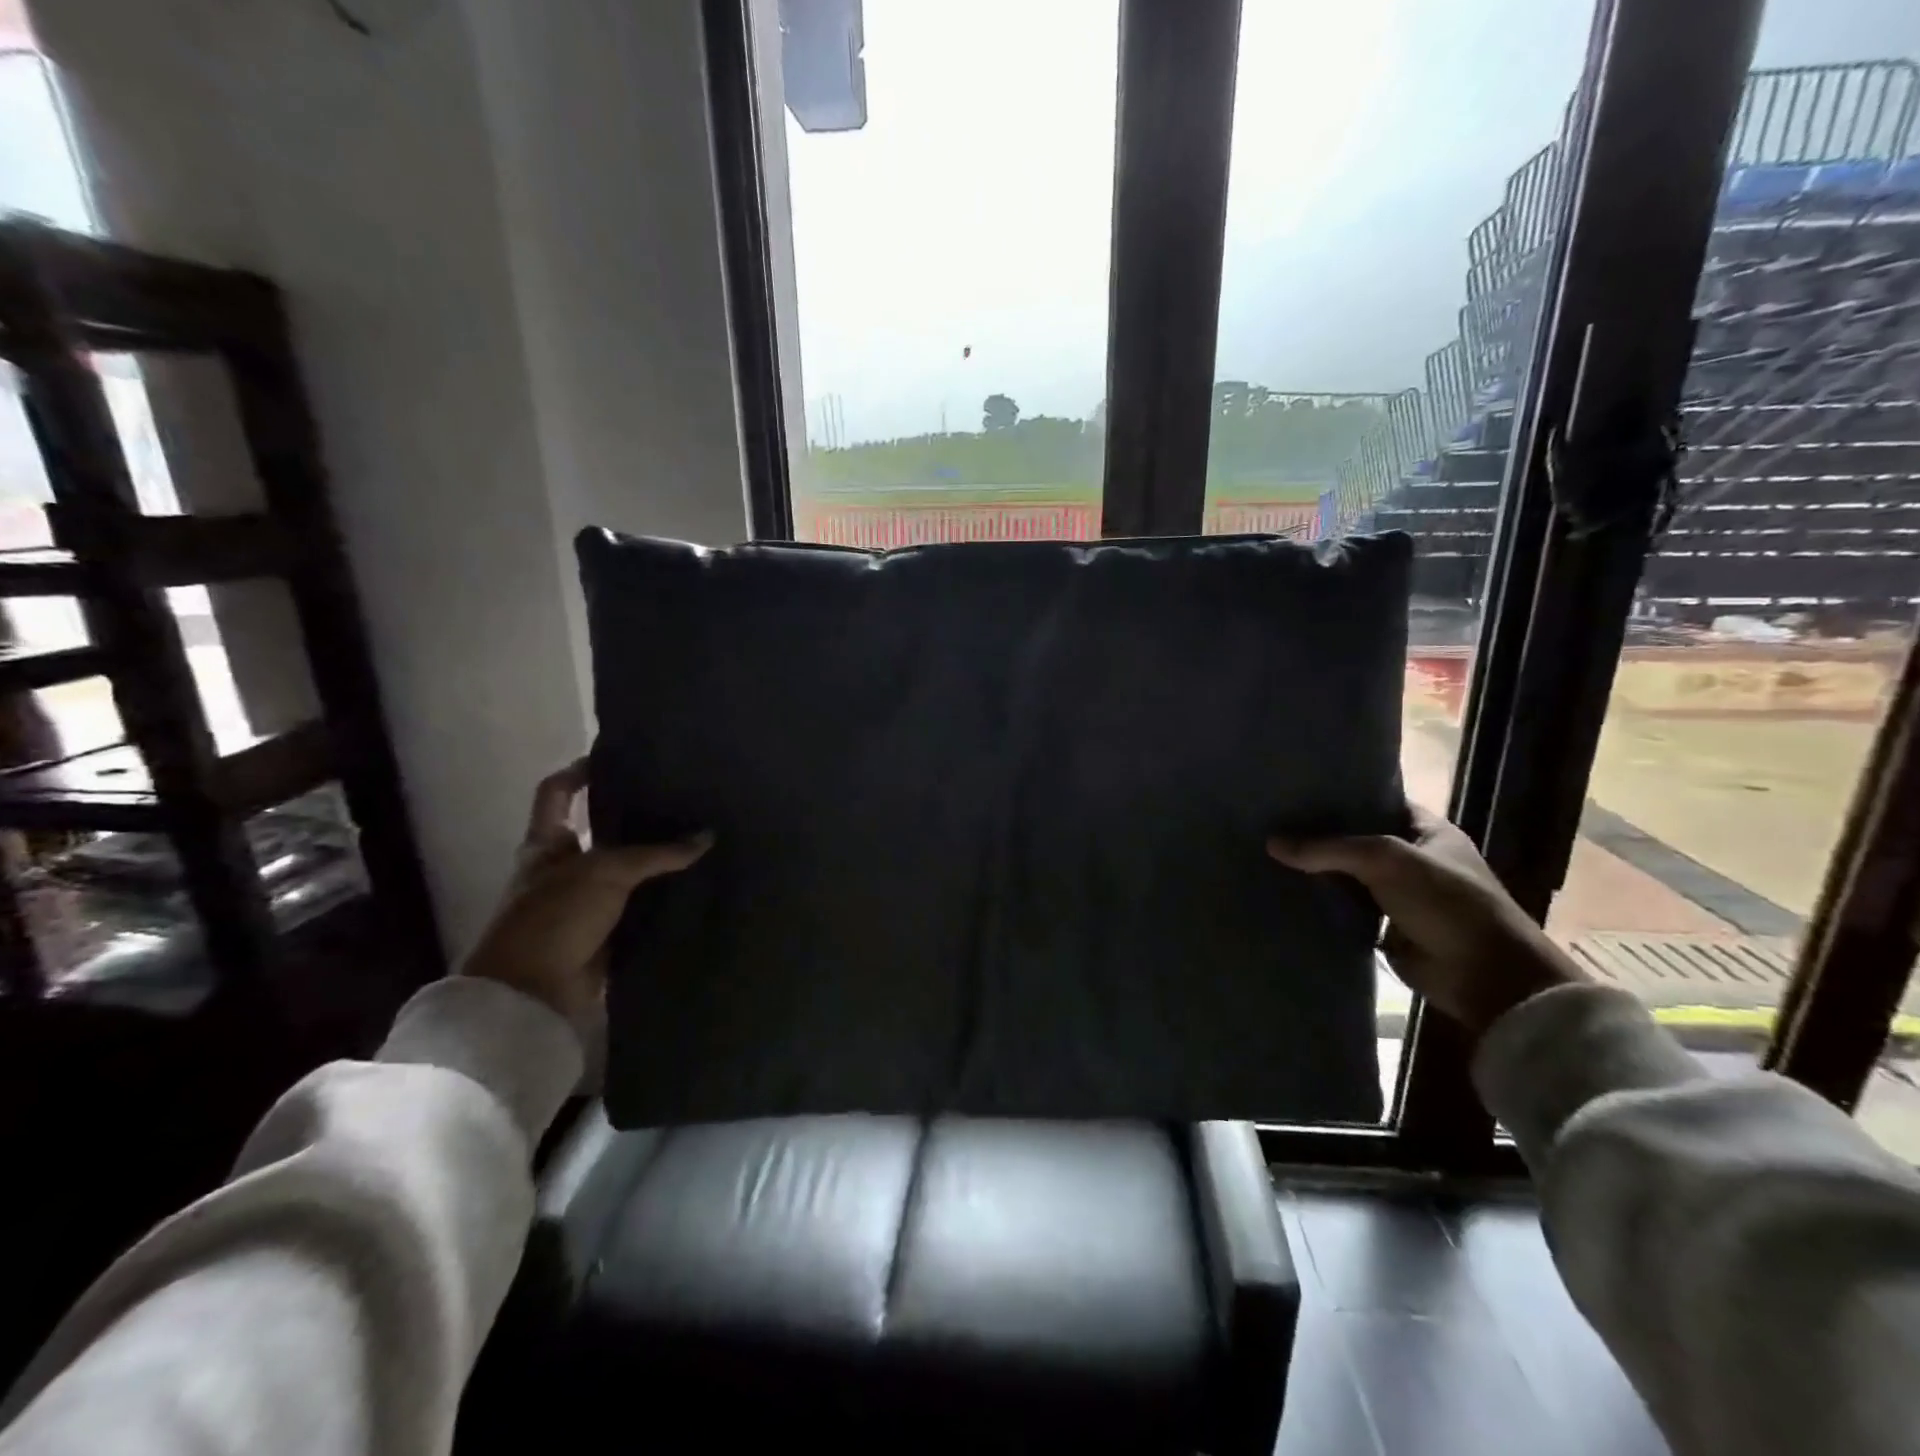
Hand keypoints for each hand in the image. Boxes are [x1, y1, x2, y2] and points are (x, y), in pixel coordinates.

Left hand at [462, 759, 710, 1029]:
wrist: (532, 995)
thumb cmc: (554, 917)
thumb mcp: (606, 872)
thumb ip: (657, 853)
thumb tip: (706, 837)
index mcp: (546, 843)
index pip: (556, 792)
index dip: (579, 771)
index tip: (616, 758)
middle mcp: (562, 868)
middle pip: (598, 829)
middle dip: (633, 816)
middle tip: (677, 799)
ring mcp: (582, 902)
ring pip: (624, 870)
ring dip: (654, 860)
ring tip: (696, 838)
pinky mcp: (602, 932)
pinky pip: (637, 906)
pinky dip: (660, 898)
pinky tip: (693, 885)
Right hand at [1267, 806, 1585, 1038]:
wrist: (1486, 977)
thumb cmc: (1447, 902)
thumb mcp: (1387, 860)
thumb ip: (1329, 849)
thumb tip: (1271, 843)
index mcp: (1427, 831)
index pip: (1377, 801)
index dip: (1341, 795)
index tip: (1296, 790)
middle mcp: (1412, 858)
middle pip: (1356, 839)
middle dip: (1319, 833)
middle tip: (1270, 821)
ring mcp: (1398, 894)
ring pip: (1347, 875)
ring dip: (1316, 871)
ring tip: (1266, 853)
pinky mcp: (1384, 927)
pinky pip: (1345, 908)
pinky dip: (1321, 903)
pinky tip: (1284, 891)